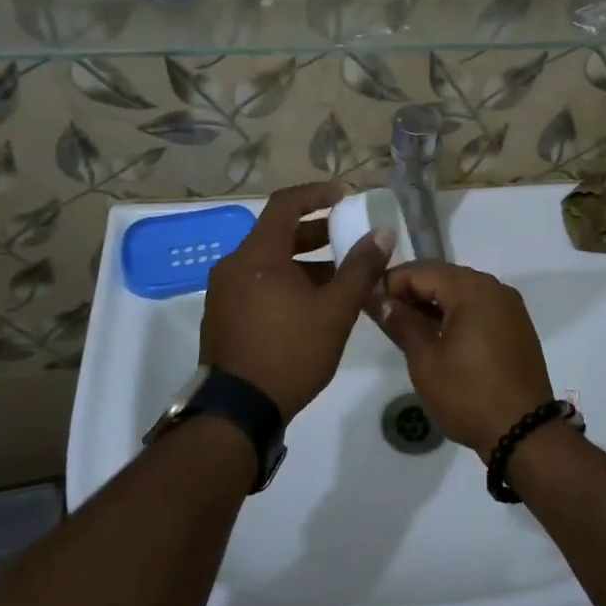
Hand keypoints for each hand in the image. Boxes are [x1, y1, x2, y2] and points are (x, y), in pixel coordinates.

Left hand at [201, 182, 392, 420]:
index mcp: (258, 255)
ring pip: (268, 261)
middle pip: (277, 232)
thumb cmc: (291, 352)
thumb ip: (361, 268)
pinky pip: (257, 282)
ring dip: (303, 261)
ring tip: (338, 277)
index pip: (286, 203)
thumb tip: (383, 233)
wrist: (238, 411)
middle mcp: (234, 265)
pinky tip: (310, 304)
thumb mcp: (335, 310)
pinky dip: (284, 280)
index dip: (317, 194)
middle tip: (348, 238)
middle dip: (316, 232)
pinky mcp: (222, 315)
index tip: (345, 197)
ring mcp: (223, 291)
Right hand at [370, 263, 554, 451]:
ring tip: (404, 327)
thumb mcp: (425, 360)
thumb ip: (400, 322)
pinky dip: (455, 315)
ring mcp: (509, 307)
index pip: (420, 271)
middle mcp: (495, 288)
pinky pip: (479, 308)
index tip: (366, 300)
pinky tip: (436, 336)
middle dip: (411, 292)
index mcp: (472, 289)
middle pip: (443, 277)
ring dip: (432, 305)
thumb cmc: (468, 394)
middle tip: (382, 315)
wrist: (524, 433)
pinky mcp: (516, 326)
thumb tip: (375, 297)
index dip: (390, 282)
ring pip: (461, 293)